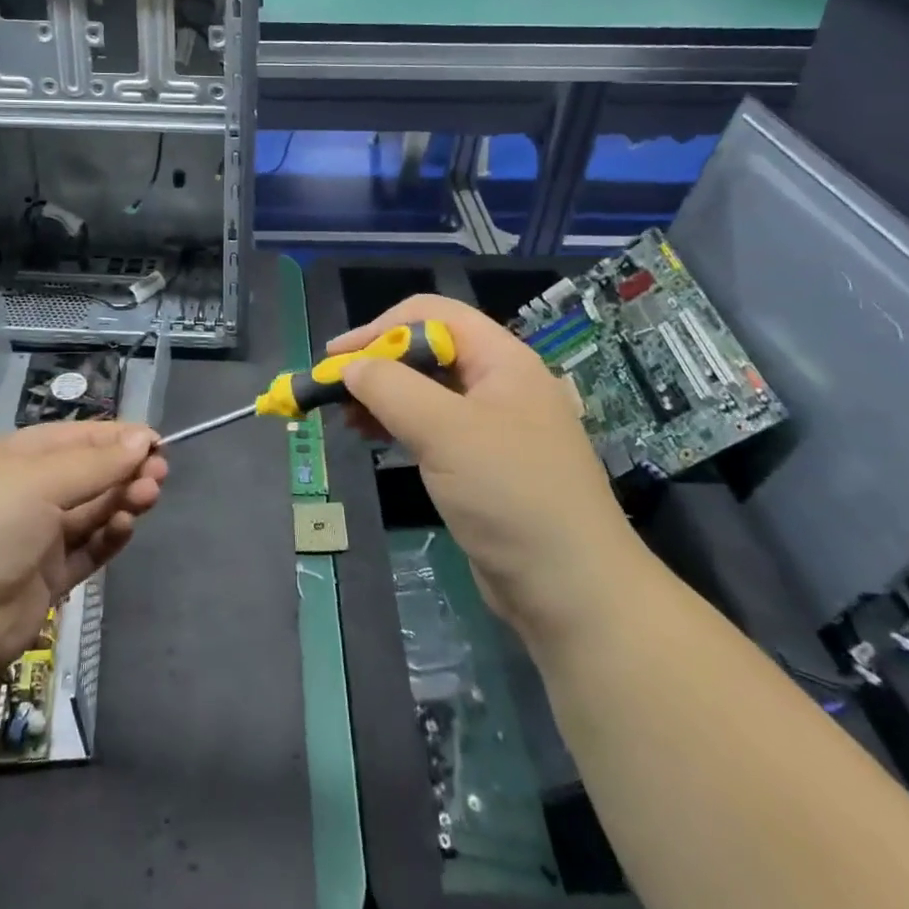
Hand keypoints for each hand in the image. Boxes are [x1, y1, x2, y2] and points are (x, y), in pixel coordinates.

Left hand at [0, 422, 166, 674]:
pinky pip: (87, 549)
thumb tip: (145, 437)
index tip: (158, 443)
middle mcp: (29, 492)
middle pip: (90, 473)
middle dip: (126, 470)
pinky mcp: (47, 578)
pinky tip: (125, 528)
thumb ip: (98, 462)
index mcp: (19, 457)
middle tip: (159, 475)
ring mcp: (38, 537)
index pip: (79, 438)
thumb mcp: (41, 480)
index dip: (119, 438)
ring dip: (122, 500)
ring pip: (93, 510)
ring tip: (148, 497)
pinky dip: (109, 536)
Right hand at [333, 295, 642, 638]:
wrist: (574, 593)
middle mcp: (500, 383)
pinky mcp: (485, 463)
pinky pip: (434, 427)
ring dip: (384, 396)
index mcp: (502, 359)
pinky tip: (374, 439)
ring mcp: (495, 425)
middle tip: (334, 390)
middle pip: (428, 350)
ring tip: (347, 418)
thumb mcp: (446, 432)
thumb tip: (350, 367)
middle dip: (378, 364)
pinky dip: (400, 425)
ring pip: (427, 390)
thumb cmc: (512, 495)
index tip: (336, 358)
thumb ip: (392, 388)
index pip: (432, 315)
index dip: (380, 329)